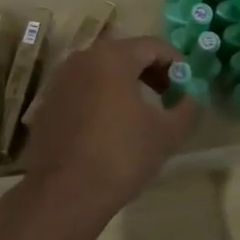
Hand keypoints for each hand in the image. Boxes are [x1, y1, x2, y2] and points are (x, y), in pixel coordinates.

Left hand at [16, 34, 200, 229]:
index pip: (153, 45)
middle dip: (152, 71)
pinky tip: (112, 125)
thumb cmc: (120, 156)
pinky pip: (84, 88)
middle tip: (170, 96)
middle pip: (126, 53)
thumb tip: (191, 96)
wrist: (64, 193)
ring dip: (127, 83)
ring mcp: (61, 78)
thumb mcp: (167, 134)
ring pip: (102, 70)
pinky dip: (103, 96)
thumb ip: (187, 107)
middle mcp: (83, 58)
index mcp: (112, 57)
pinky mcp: (49, 101)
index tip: (189, 84)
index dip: (176, 62)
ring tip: (143, 111)